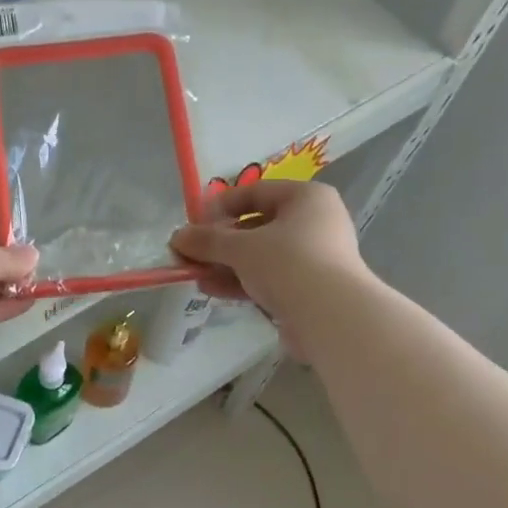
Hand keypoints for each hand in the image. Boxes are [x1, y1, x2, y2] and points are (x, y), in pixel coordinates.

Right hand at [170, 182, 365, 345]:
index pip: (256, 191)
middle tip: (189, 254)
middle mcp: (314, 222)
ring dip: (225, 265)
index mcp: (306, 198)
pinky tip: (212, 290)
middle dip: (219, 242)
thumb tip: (177, 237)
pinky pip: (268, 279)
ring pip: (260, 256)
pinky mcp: (307, 289)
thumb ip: (207, 240)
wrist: (330, 316)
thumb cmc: (288, 263)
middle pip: (256, 226)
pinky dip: (240, 282)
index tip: (193, 222)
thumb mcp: (241, 247)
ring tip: (194, 275)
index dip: (221, 205)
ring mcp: (313, 258)